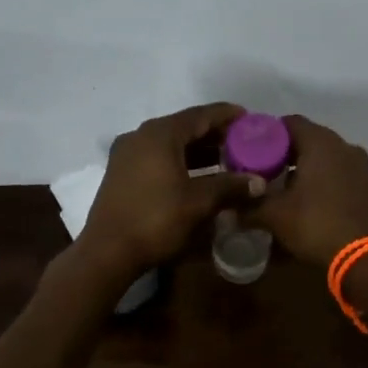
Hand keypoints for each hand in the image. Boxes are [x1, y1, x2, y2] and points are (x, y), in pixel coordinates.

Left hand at [78, 103, 260, 281]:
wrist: (107, 252)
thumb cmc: (156, 220)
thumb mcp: (199, 203)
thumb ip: (231, 186)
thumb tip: (260, 182)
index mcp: (160, 134)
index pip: (200, 115)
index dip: (226, 115)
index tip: (249, 118)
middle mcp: (141, 136)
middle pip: (184, 127)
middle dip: (214, 134)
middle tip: (242, 142)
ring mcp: (127, 154)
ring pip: (170, 143)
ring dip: (197, 150)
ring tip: (226, 159)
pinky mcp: (121, 172)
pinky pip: (158, 156)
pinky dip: (180, 161)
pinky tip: (198, 175)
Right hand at [250, 115, 367, 268]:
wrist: (363, 258)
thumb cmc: (316, 225)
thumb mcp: (275, 215)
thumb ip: (249, 206)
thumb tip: (226, 210)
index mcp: (320, 142)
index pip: (288, 122)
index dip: (267, 133)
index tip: (249, 149)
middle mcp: (342, 145)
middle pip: (307, 136)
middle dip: (284, 150)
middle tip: (261, 167)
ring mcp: (358, 164)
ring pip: (323, 154)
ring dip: (303, 163)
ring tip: (280, 182)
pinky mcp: (365, 183)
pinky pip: (337, 169)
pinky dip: (320, 175)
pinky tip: (304, 195)